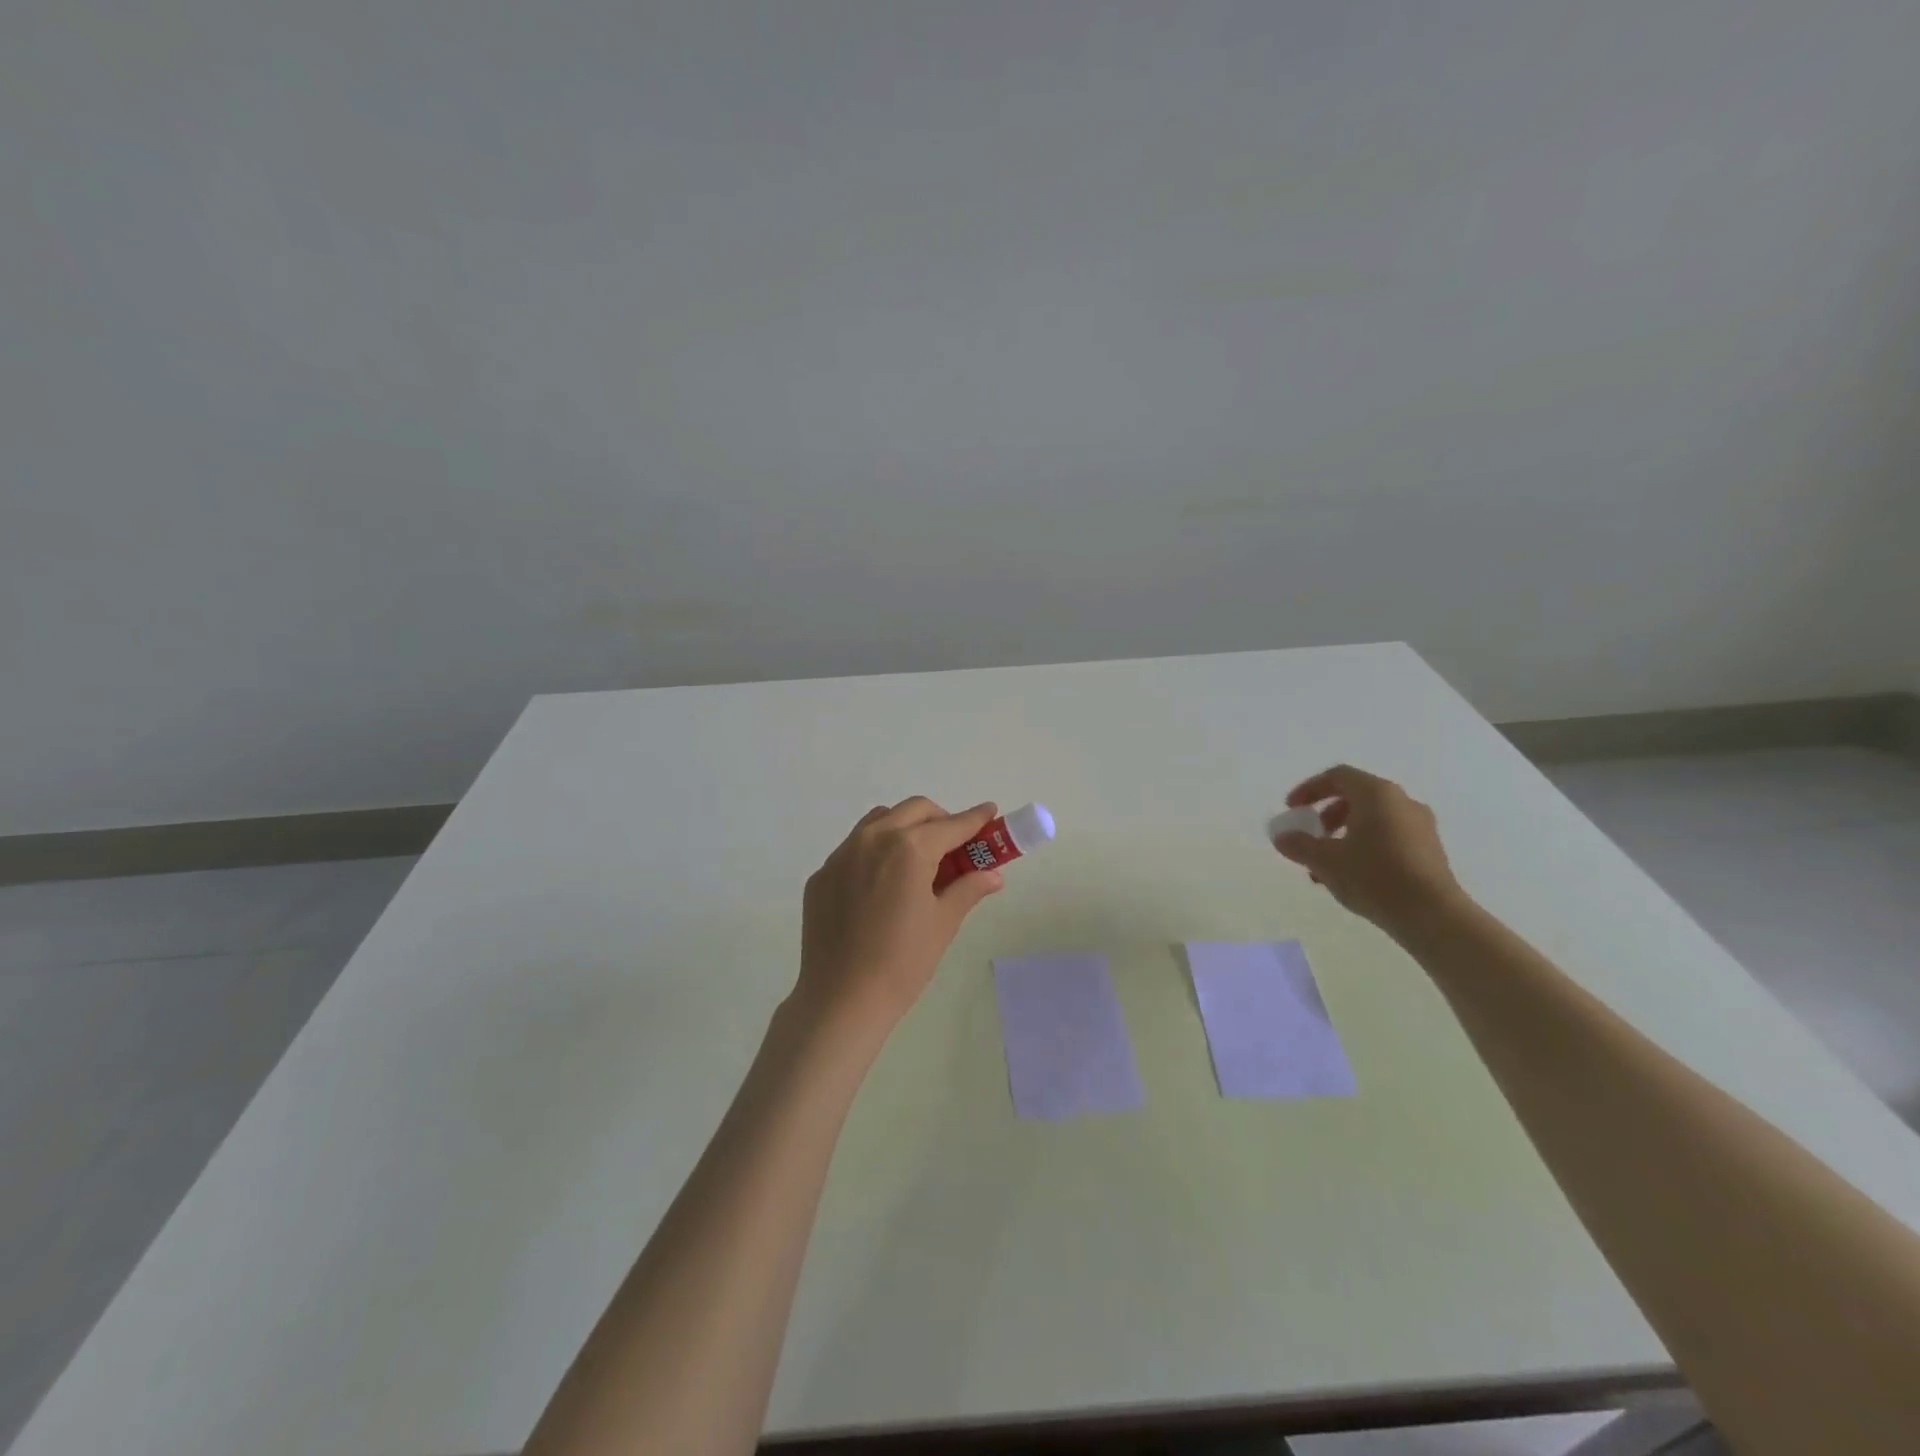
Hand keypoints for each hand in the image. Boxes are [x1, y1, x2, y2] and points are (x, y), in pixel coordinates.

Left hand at [795, 798, 1004, 1040]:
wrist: (841, 999)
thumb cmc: (902, 963)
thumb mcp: (943, 923)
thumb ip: (968, 889)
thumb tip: (993, 875)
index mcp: (908, 849)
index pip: (951, 825)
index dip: (975, 819)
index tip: (990, 812)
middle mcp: (873, 839)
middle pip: (915, 810)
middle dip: (940, 820)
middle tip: (955, 847)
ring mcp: (841, 854)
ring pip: (880, 820)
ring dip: (905, 827)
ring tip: (918, 860)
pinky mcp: (822, 874)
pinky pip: (854, 847)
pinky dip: (876, 850)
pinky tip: (882, 884)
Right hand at [1272, 765, 1464, 934]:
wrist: (1433, 915)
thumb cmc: (1374, 877)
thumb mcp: (1325, 860)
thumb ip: (1299, 844)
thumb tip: (1282, 837)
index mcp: (1377, 794)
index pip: (1338, 776)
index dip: (1309, 789)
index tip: (1292, 809)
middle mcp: (1402, 801)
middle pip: (1356, 797)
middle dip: (1326, 815)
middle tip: (1310, 836)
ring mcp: (1421, 826)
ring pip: (1373, 819)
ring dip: (1344, 835)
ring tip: (1326, 865)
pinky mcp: (1430, 850)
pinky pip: (1389, 836)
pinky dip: (1365, 846)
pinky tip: (1352, 876)